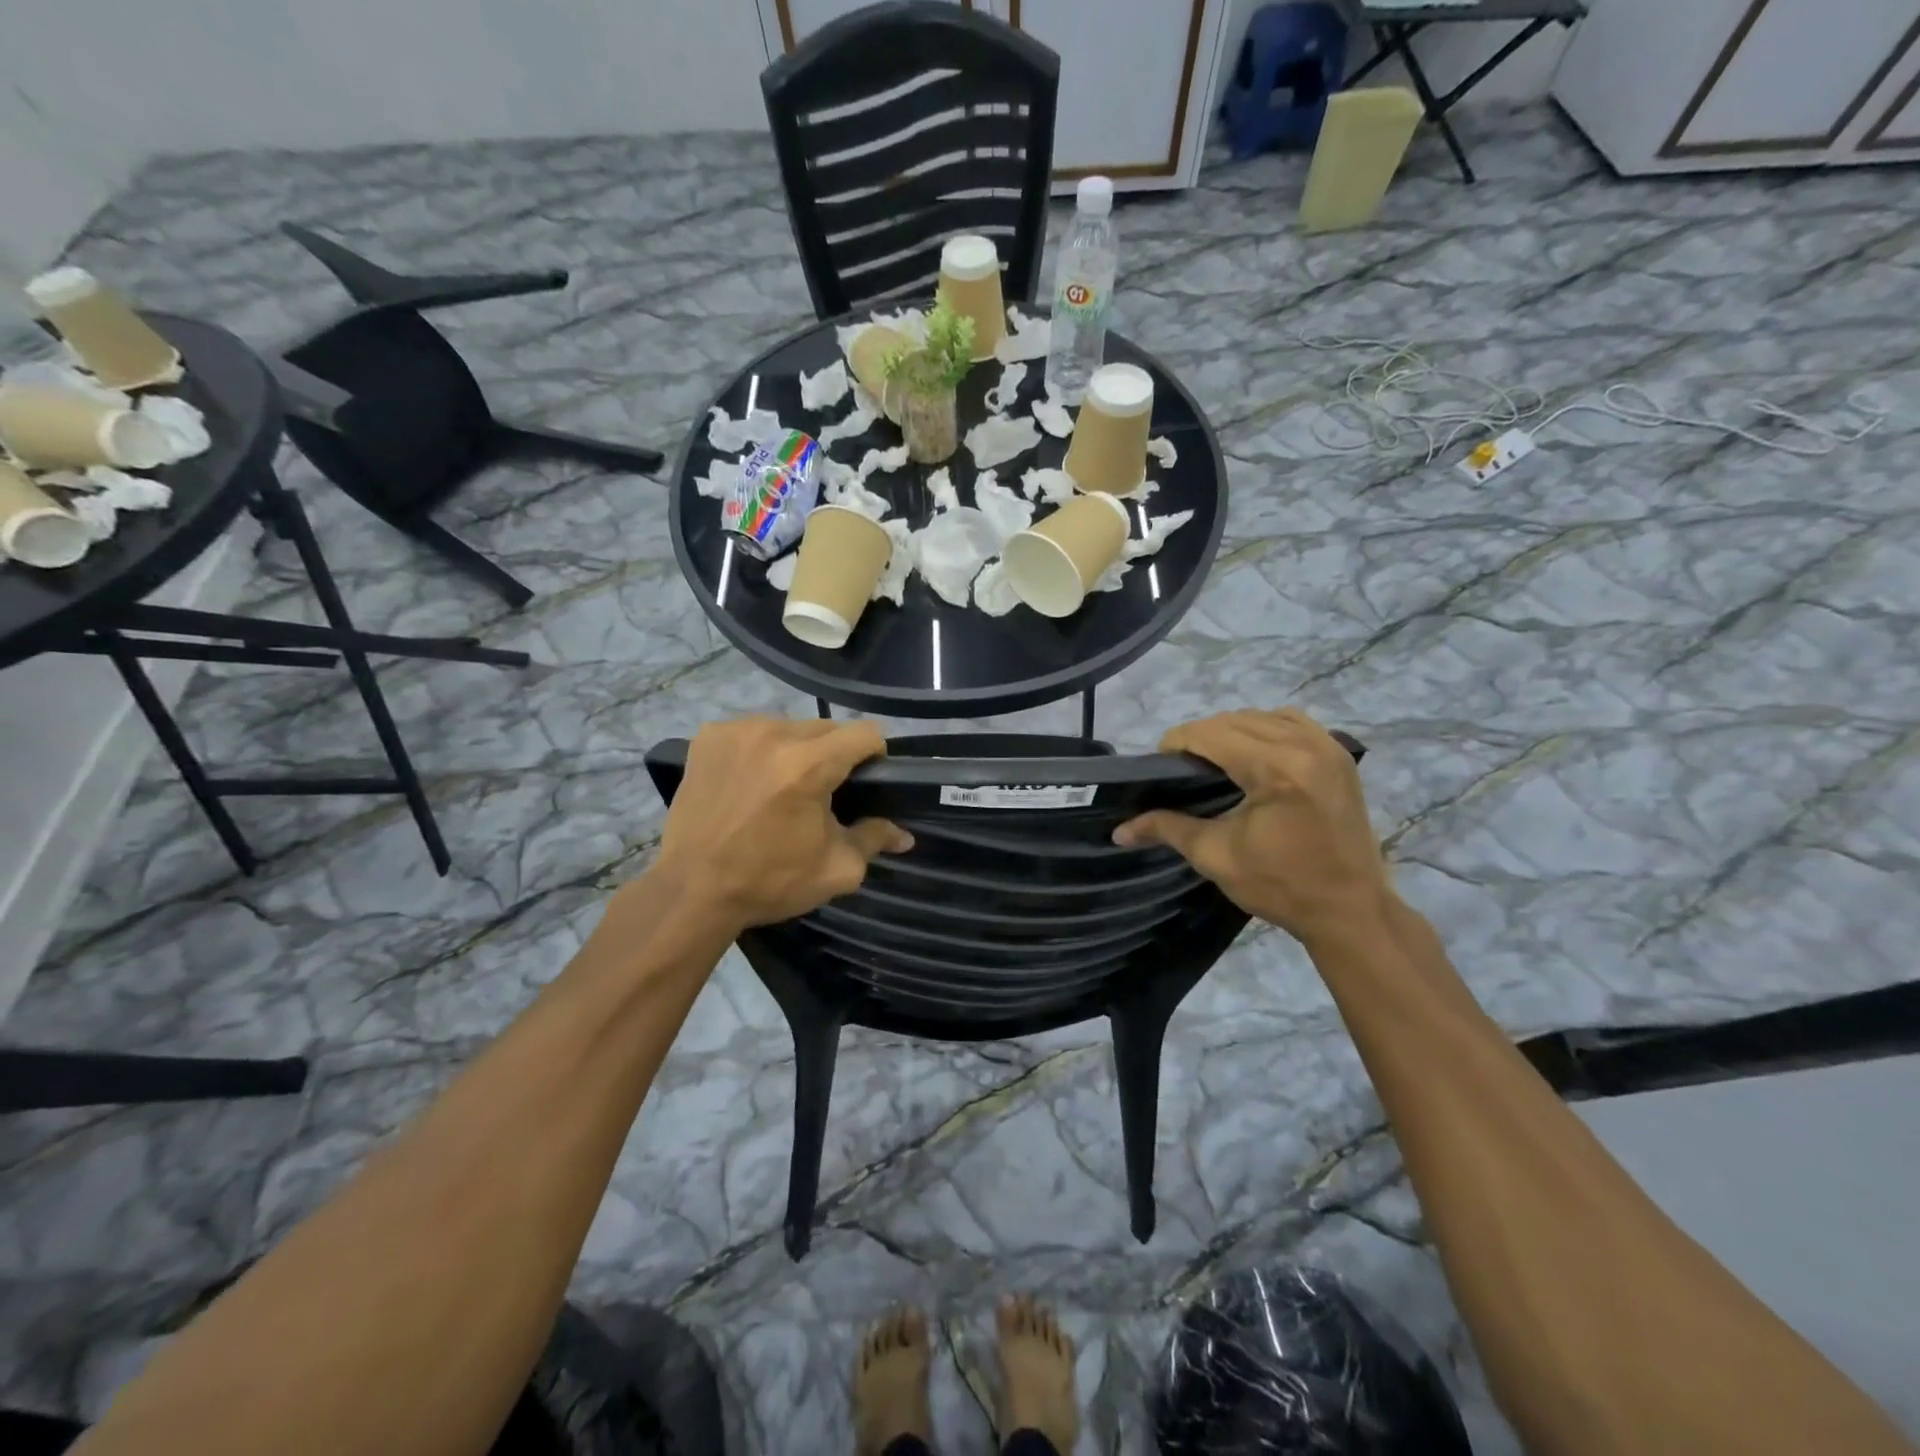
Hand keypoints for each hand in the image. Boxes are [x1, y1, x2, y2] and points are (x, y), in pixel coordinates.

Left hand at [654, 717, 912, 934]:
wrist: (692, 891)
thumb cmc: (769, 882)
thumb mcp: (835, 869)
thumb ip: (874, 839)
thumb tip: (905, 835)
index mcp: (808, 765)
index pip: (865, 733)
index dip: (875, 756)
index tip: (867, 782)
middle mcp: (773, 735)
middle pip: (828, 728)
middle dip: (834, 756)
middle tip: (823, 793)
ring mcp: (736, 731)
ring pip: (790, 727)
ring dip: (797, 751)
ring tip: (783, 788)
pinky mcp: (708, 736)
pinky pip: (754, 731)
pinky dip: (761, 750)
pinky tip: (751, 781)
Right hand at [1112, 709, 1391, 948]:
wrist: (1351, 910)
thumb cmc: (1281, 886)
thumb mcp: (1215, 856)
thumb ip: (1166, 829)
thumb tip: (1118, 830)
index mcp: (1276, 769)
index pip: (1210, 734)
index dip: (1176, 743)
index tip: (1158, 765)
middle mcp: (1305, 745)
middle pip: (1234, 720)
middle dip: (1200, 737)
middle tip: (1180, 768)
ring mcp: (1327, 746)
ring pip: (1262, 716)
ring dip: (1231, 730)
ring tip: (1213, 760)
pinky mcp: (1339, 755)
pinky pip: (1292, 722)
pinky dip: (1264, 729)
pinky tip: (1252, 755)